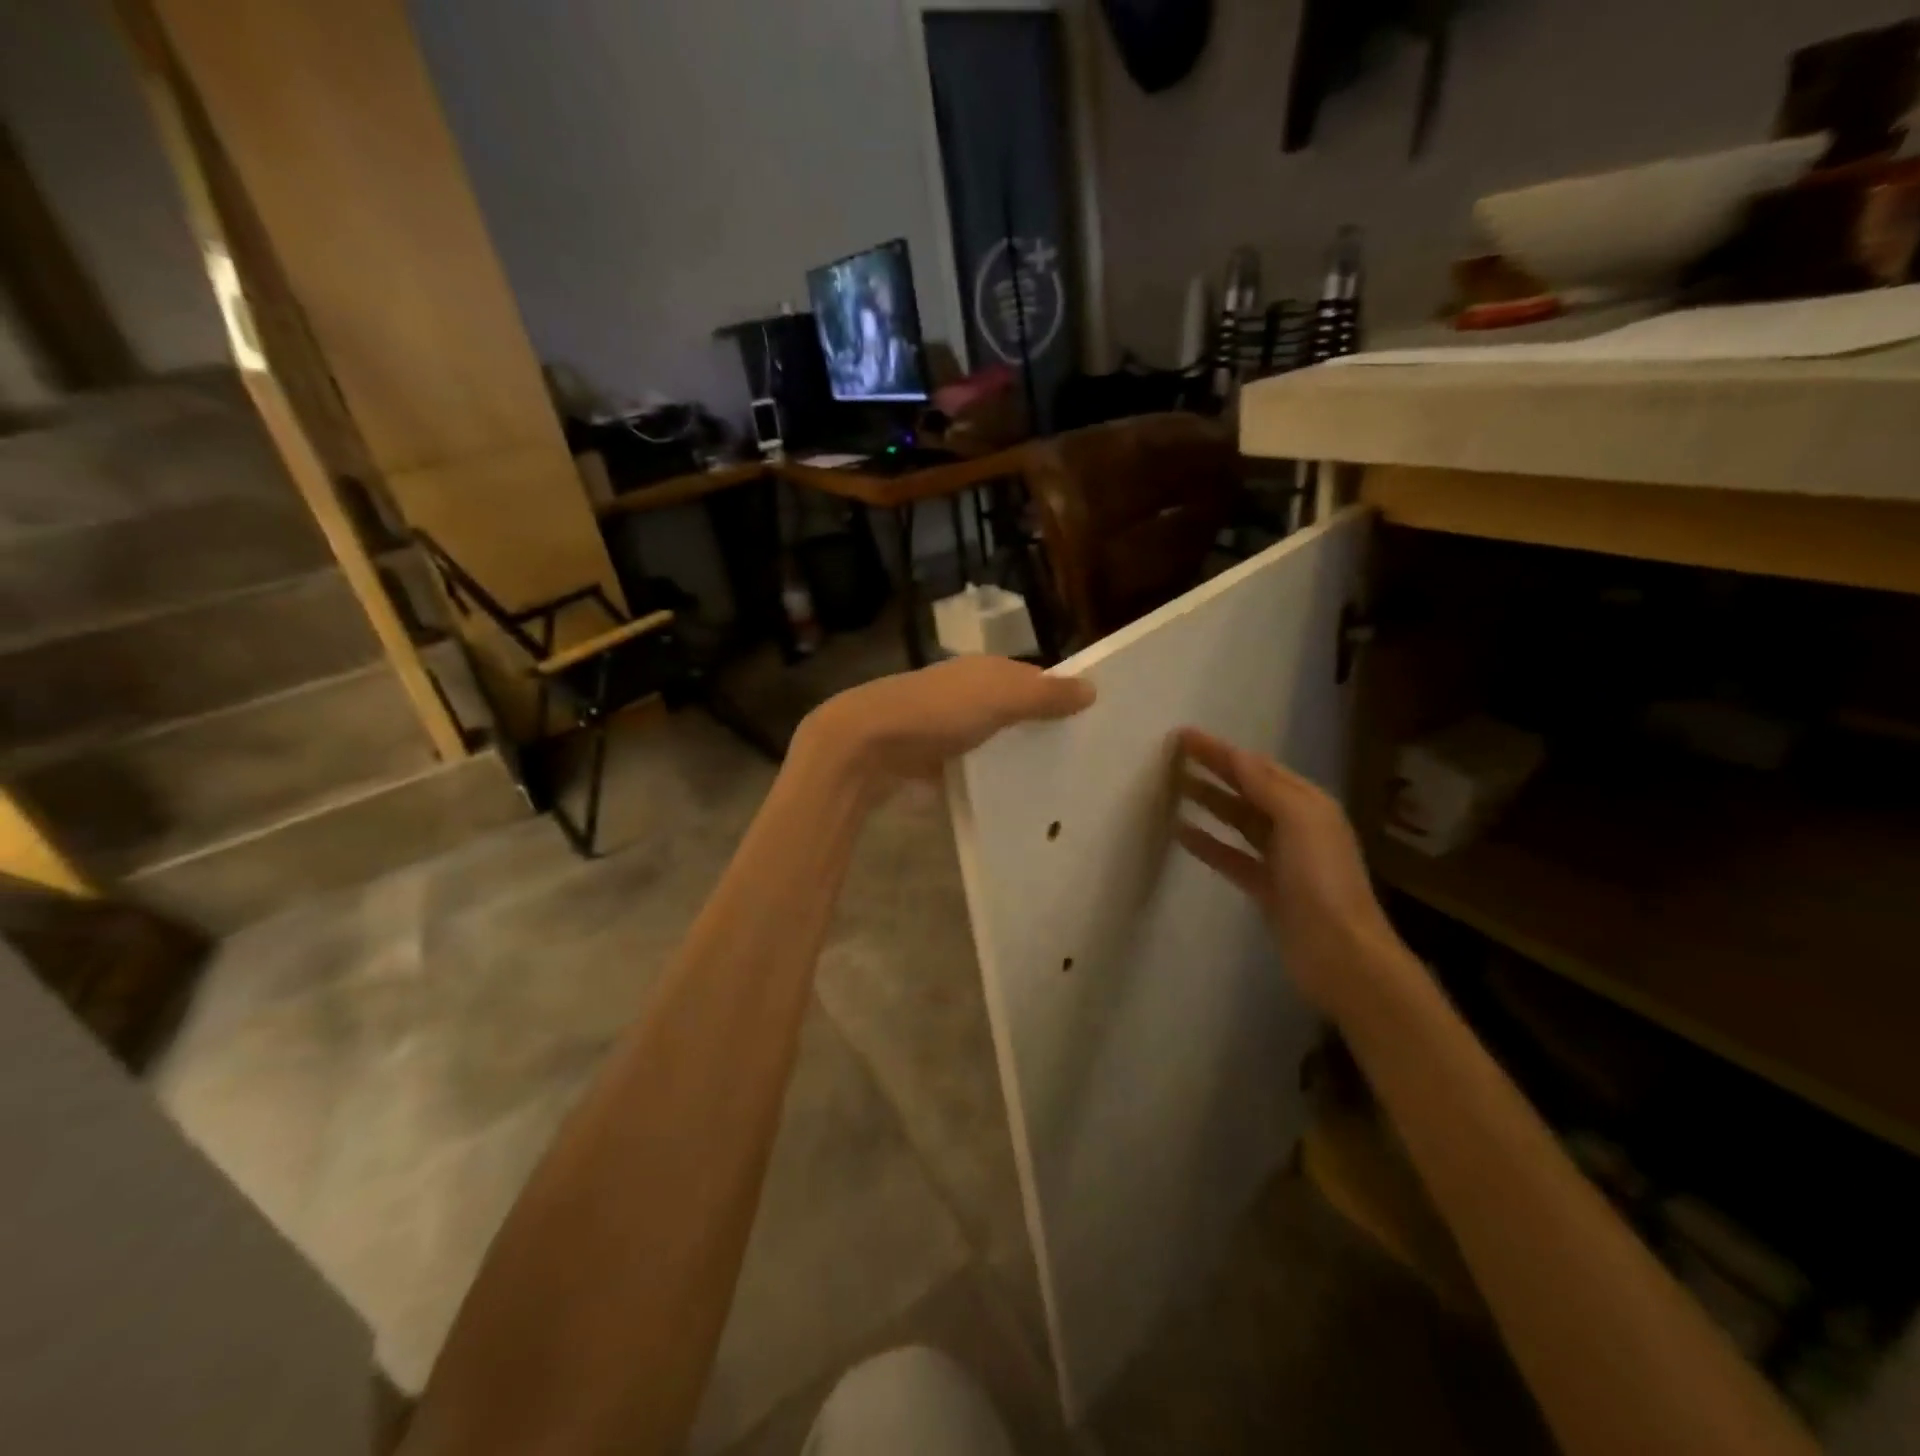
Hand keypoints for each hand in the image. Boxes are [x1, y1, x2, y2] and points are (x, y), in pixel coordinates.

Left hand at [797, 657, 1095, 789]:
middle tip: (1078, 762)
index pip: (1033, 679)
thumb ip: (1044, 694)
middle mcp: (966, 691)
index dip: (1060, 697)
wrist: (866, 745)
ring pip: (992, 739)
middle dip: (1039, 730)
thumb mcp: (999, 697)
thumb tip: (1092, 688)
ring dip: (1013, 756)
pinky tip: (1008, 798)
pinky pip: (970, 766)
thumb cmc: (938, 712)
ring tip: (1052, 786)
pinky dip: (987, 777)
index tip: (1091, 726)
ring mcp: (945, 726)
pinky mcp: (930, 758)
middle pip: (1013, 710)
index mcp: (985, 670)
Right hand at [1175, 727, 1403, 1017]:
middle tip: (1172, 756)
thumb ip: (1267, 788)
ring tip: (1174, 788)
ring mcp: (1280, 858)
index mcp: (1308, 804)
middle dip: (1213, 771)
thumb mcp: (1300, 822)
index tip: (1185, 736)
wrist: (1340, 954)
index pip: (1258, 768)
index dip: (1222, 751)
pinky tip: (1181, 834)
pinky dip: (1207, 843)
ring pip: (1237, 820)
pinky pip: (1230, 856)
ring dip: (1208, 802)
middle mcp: (1296, 826)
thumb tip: (1238, 756)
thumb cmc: (1322, 881)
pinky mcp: (1266, 888)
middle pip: (1247, 790)